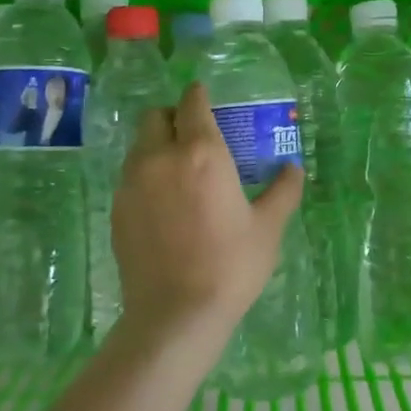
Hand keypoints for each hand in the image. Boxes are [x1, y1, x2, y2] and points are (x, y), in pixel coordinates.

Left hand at [112, 82, 304, 366]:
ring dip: (156, 146)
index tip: (205, 98)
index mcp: (201, 153)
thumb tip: (293, 168)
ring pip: (139, 146)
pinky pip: (129, 176)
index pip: (192, 103)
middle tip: (192, 136)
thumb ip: (283, 191)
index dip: (198, 95)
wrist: (175, 315)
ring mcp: (131, 183)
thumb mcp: (268, 228)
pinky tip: (163, 205)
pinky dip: (145, 176)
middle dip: (172, 117)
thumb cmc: (230, 266)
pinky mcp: (116, 209)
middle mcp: (160, 157)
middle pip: (156, 116)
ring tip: (178, 172)